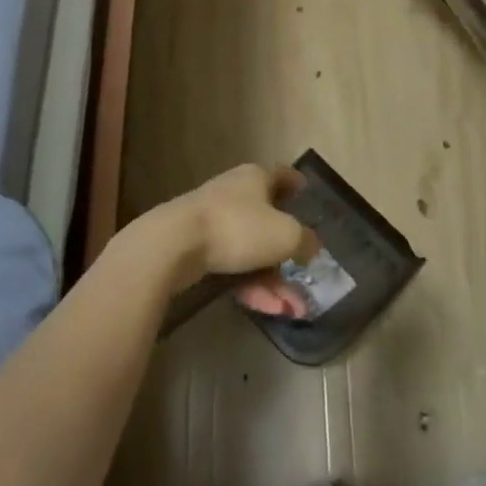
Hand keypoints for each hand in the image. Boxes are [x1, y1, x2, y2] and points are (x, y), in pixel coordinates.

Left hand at [141, 165, 320, 317]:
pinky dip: (249, 285)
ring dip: (272, 280)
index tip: (307, 193)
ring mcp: (214, 221)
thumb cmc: (237, 228)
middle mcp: (235, 194)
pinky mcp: (197, 248)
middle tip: (305, 278)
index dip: (297, 184)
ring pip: (252, 251)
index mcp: (256, 178)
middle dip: (289, 255)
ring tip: (290, 310)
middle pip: (269, 221)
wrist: (173, 245)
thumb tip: (312, 245)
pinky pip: (233, 266)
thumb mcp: (286, 235)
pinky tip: (265, 308)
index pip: (282, 175)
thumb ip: (305, 240)